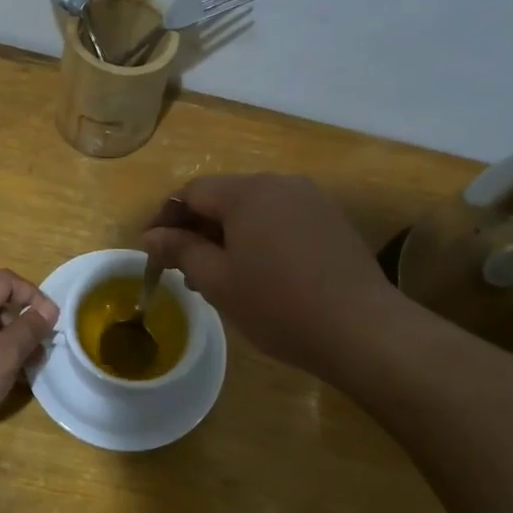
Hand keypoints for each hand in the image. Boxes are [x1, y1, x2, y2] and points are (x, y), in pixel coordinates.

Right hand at [142, 174, 402, 382]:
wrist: (362, 329)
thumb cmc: (278, 306)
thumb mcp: (218, 281)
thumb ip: (181, 250)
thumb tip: (151, 236)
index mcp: (247, 193)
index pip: (192, 192)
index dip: (166, 219)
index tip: (153, 252)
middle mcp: (280, 183)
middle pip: (224, 197)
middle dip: (198, 228)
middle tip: (183, 269)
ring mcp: (311, 200)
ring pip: (254, 209)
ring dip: (229, 235)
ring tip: (220, 276)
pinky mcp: (331, 220)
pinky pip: (282, 219)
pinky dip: (260, 238)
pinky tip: (261, 273)